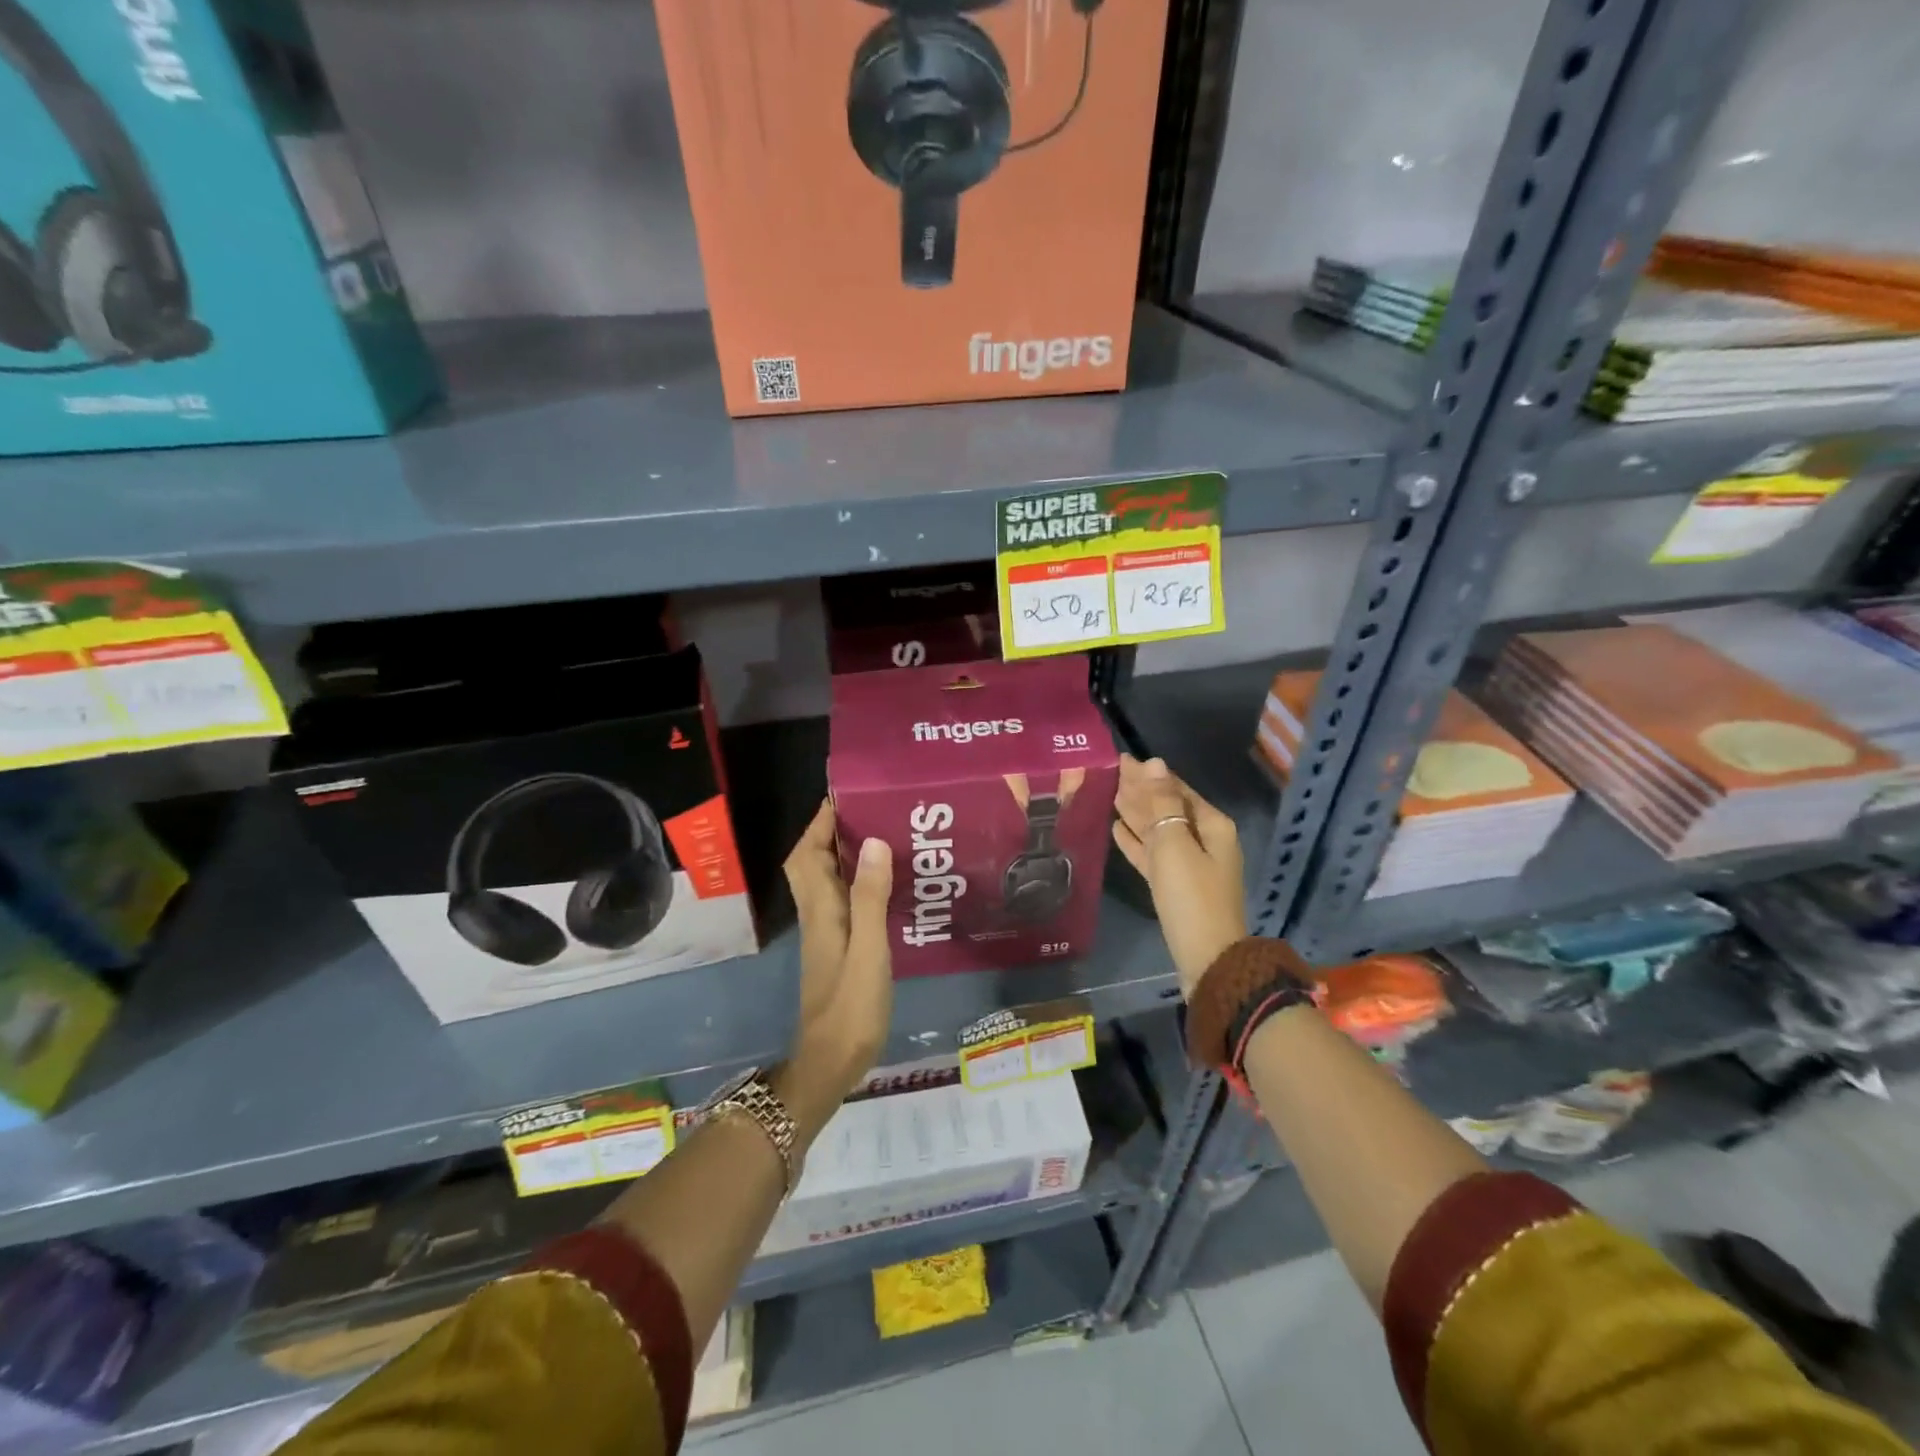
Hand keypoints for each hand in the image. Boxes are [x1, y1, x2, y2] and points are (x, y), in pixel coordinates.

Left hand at [779, 800, 893, 1141]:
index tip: (845, 795)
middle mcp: (818, 915)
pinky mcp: (838, 948)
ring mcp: (826, 933)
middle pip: (812, 862)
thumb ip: (870, 898)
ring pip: (827, 881)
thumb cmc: (851, 1007)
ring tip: (885, 837)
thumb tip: (872, 841)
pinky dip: (858, 882)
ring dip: (846, 855)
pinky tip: (887, 885)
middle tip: (871, 812)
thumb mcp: (868, 951)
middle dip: (832, 832)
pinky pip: (843, 901)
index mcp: (821, 910)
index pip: (808, 853)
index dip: (820, 822)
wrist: (831, 1064)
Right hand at [1111, 755, 1245, 996]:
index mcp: (1211, 825)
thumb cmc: (1191, 895)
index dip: (1148, 774)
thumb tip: (1154, 763)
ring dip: (1135, 812)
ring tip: (1109, 794)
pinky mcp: (1174, 884)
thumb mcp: (1174, 843)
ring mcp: (1189, 863)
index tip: (1120, 759)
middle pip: (1167, 807)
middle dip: (1140, 790)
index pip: (1175, 788)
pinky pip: (1152, 853)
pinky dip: (1135, 840)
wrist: (1206, 957)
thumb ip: (1161, 803)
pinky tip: (1116, 829)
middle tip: (1109, 772)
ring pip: (1157, 829)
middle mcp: (1203, 839)